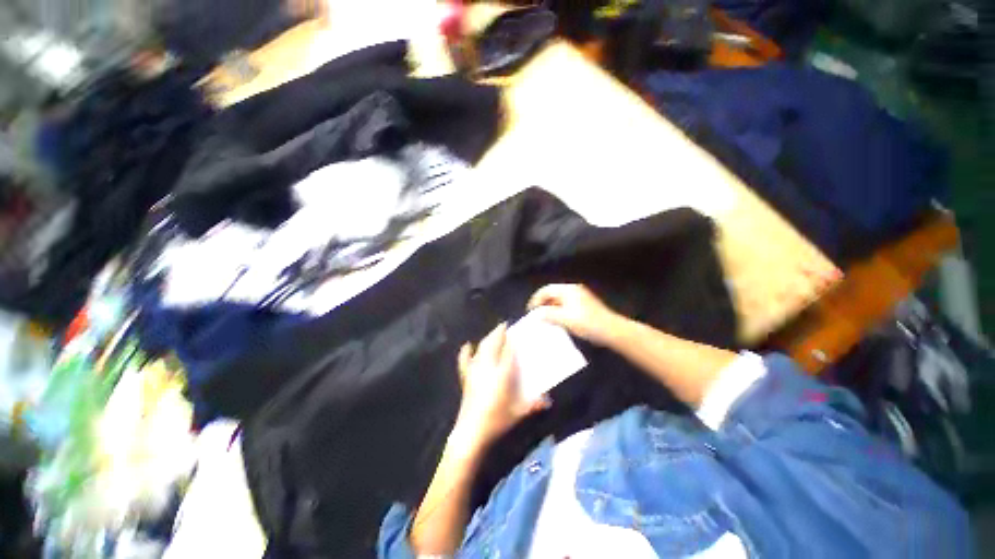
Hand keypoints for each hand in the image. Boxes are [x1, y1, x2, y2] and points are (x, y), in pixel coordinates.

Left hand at [454, 323, 548, 449]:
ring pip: (481, 349)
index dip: (511, 340)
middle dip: (498, 333)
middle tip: (505, 326)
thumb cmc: (497, 422)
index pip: (508, 352)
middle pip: (492, 344)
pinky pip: (465, 361)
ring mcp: (475, 372)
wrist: (470, 433)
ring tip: (493, 333)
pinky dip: (466, 352)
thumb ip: (534, 405)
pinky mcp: (466, 378)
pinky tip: (467, 345)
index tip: (515, 332)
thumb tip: (548, 400)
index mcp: (502, 374)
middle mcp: (488, 368)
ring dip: (487, 339)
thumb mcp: (518, 413)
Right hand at [528, 284, 624, 345]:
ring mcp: (580, 296)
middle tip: (536, 315)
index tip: (530, 311)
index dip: (536, 299)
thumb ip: (548, 314)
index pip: (546, 290)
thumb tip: (536, 314)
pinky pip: (566, 304)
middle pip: (552, 293)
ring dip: (550, 308)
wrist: (611, 330)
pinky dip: (558, 310)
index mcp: (568, 290)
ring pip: (559, 300)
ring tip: (545, 319)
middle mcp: (573, 290)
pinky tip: (558, 321)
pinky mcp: (584, 304)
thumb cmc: (587, 323)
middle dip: (543, 303)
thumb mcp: (564, 319)